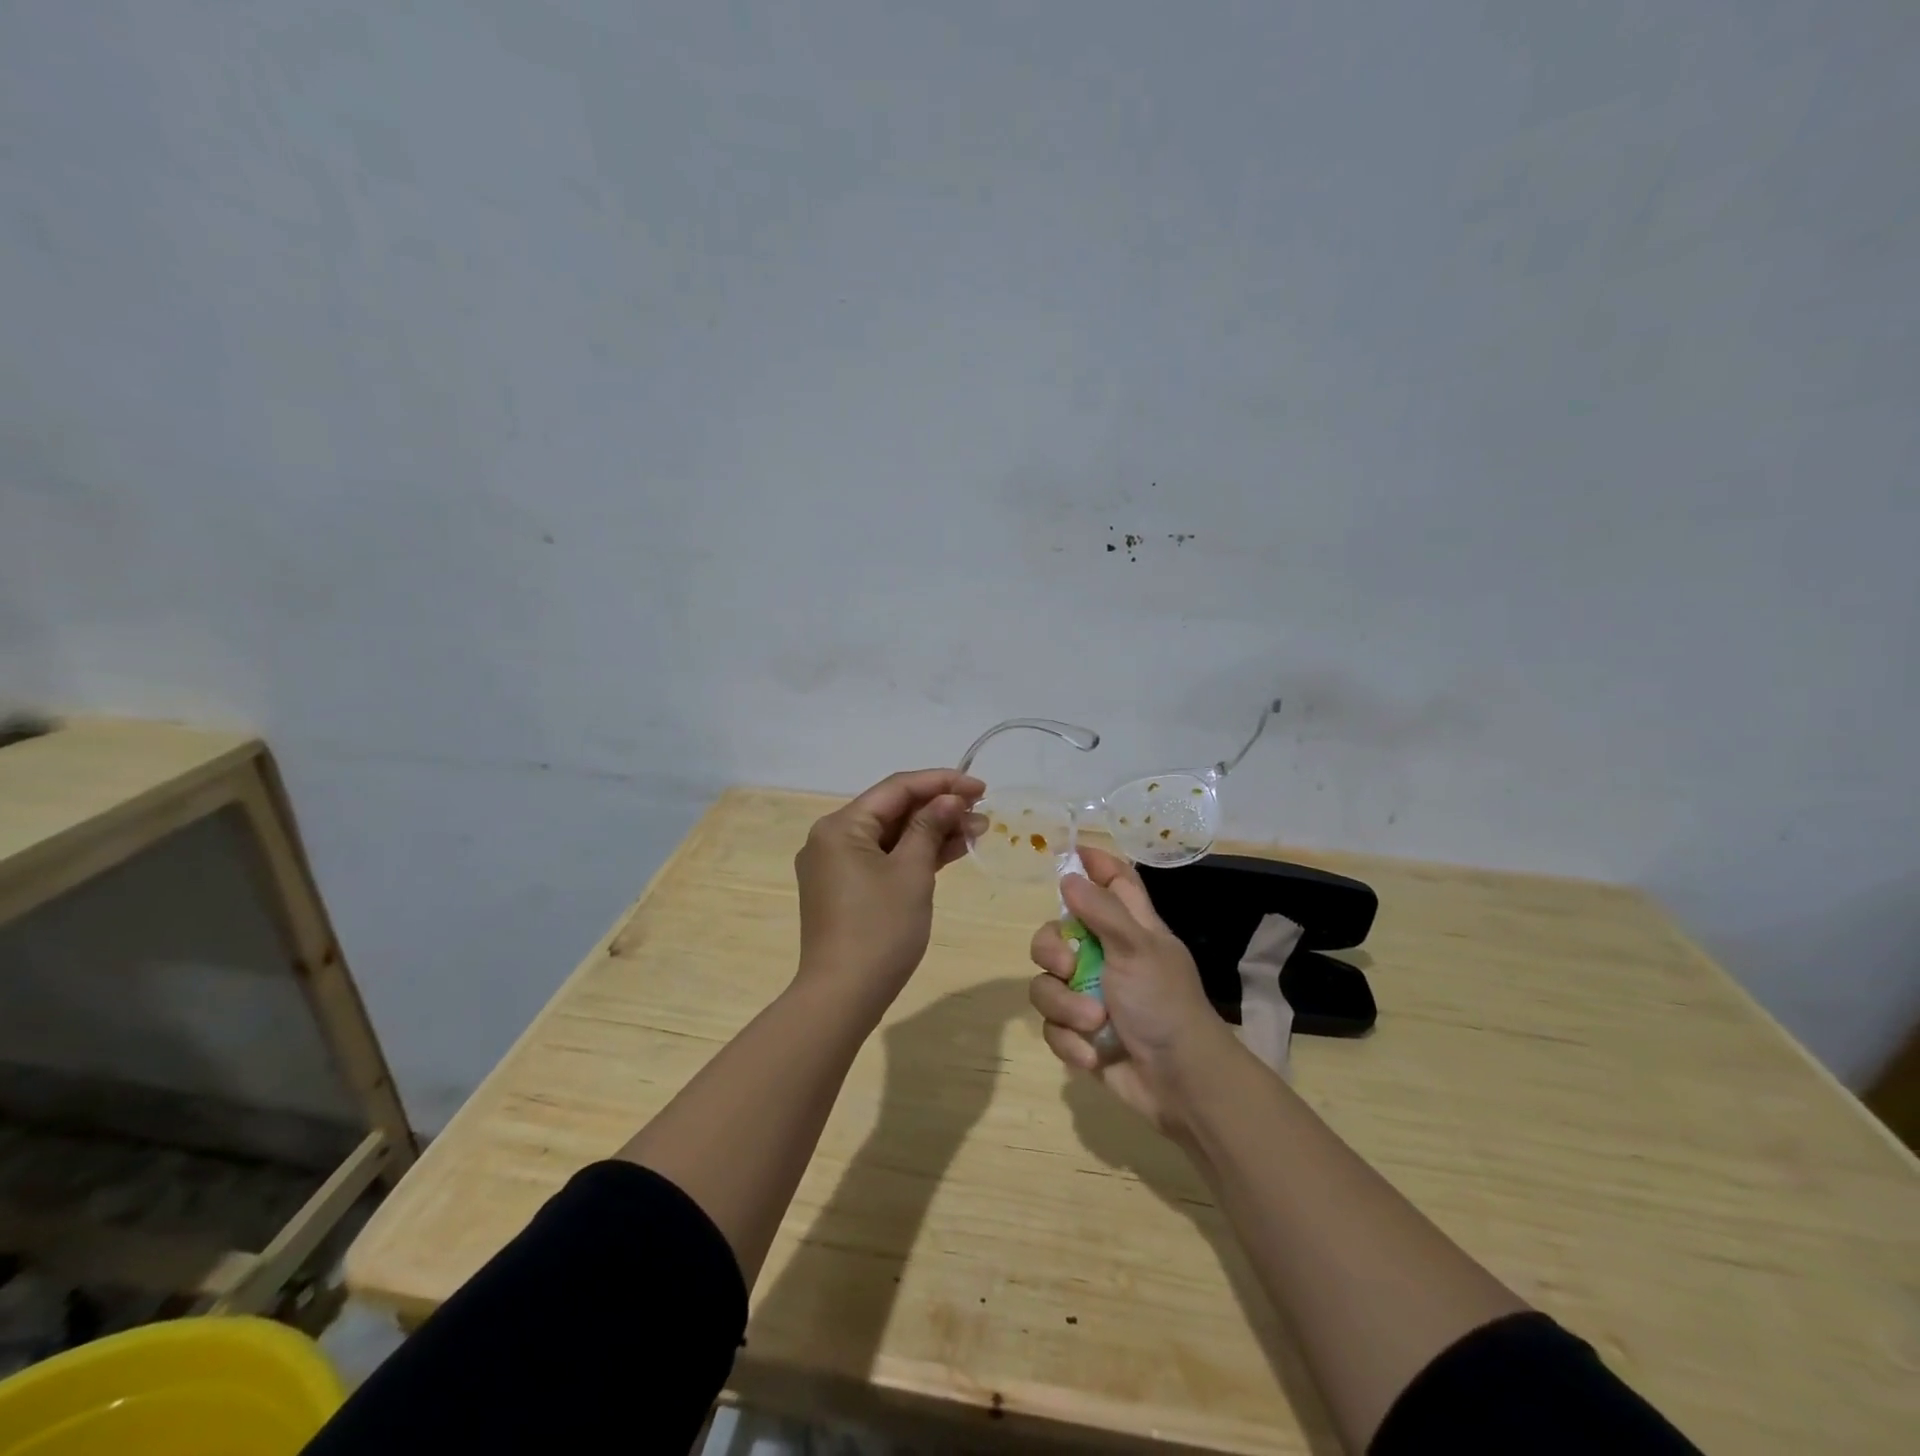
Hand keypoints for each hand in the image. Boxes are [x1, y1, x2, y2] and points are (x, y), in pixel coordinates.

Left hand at [794, 768, 984, 1020]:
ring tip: (977, 830)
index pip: (897, 789)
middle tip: (982, 813)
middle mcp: (832, 838)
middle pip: (892, 810)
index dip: (942, 783)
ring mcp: (837, 866)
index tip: (981, 787)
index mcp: (841, 826)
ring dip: (932, 831)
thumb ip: (930, 827)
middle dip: (939, 808)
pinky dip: (915, 855)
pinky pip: (884, 859)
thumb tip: (949, 799)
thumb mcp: (911, 872)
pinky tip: (951, 851)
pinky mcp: (845, 890)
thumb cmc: (879, 929)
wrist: (843, 996)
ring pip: (891, 836)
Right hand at [1028, 845, 1234, 1133]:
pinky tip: (1092, 1054)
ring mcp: (1090, 995)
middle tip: (1068, 965)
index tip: (1067, 852)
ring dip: (1065, 1006)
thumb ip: (1102, 910)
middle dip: (1051, 950)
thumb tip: (1068, 875)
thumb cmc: (1164, 1004)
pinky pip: (1052, 1025)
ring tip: (1093, 1023)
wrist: (1179, 1083)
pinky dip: (1070, 1040)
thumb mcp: (1138, 948)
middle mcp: (1106, 956)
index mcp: (1131, 928)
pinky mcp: (1079, 1033)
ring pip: (1047, 983)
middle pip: (1057, 932)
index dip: (1094, 863)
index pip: (1114, 881)